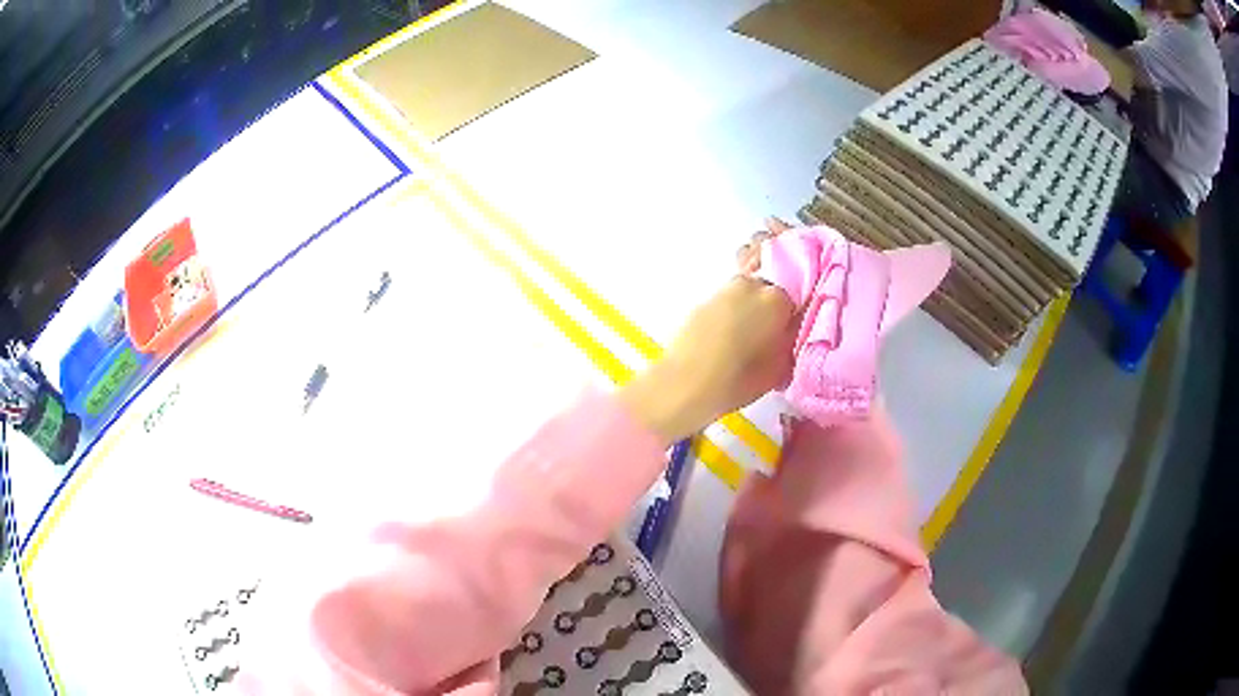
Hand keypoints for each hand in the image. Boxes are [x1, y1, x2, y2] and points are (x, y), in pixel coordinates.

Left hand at [620, 218, 796, 445]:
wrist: (684, 384)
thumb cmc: (738, 380)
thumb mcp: (779, 367)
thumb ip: (791, 341)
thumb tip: (794, 331)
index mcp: (777, 300)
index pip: (798, 296)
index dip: (796, 313)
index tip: (793, 328)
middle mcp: (752, 285)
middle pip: (771, 289)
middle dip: (772, 307)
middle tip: (772, 333)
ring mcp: (724, 290)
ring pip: (748, 294)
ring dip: (751, 308)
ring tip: (748, 337)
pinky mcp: (703, 300)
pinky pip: (727, 302)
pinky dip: (732, 313)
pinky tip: (728, 337)